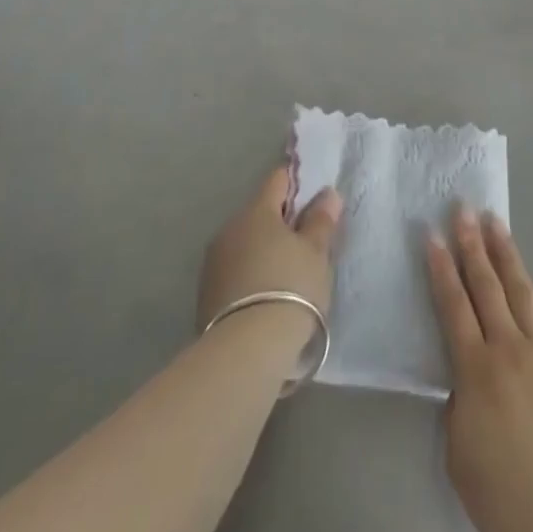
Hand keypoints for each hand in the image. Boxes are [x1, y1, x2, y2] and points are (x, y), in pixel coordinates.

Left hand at [197, 165, 340, 350]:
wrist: (246, 352)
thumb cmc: (290, 288)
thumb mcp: (316, 253)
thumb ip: (321, 220)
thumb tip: (327, 193)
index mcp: (256, 210)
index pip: (278, 179)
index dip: (298, 184)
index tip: (314, 201)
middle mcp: (229, 228)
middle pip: (260, 213)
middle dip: (281, 222)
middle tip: (307, 244)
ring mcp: (213, 262)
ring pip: (245, 243)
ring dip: (264, 250)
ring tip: (287, 275)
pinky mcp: (205, 295)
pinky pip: (235, 271)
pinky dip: (250, 275)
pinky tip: (266, 297)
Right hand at [428, 209, 532, 531]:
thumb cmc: (499, 488)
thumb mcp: (458, 446)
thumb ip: (460, 401)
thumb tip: (466, 377)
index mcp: (474, 367)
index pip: (453, 305)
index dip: (442, 267)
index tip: (433, 234)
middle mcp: (508, 347)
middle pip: (487, 286)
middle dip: (473, 245)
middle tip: (464, 209)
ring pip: (523, 292)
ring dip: (508, 256)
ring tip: (497, 224)